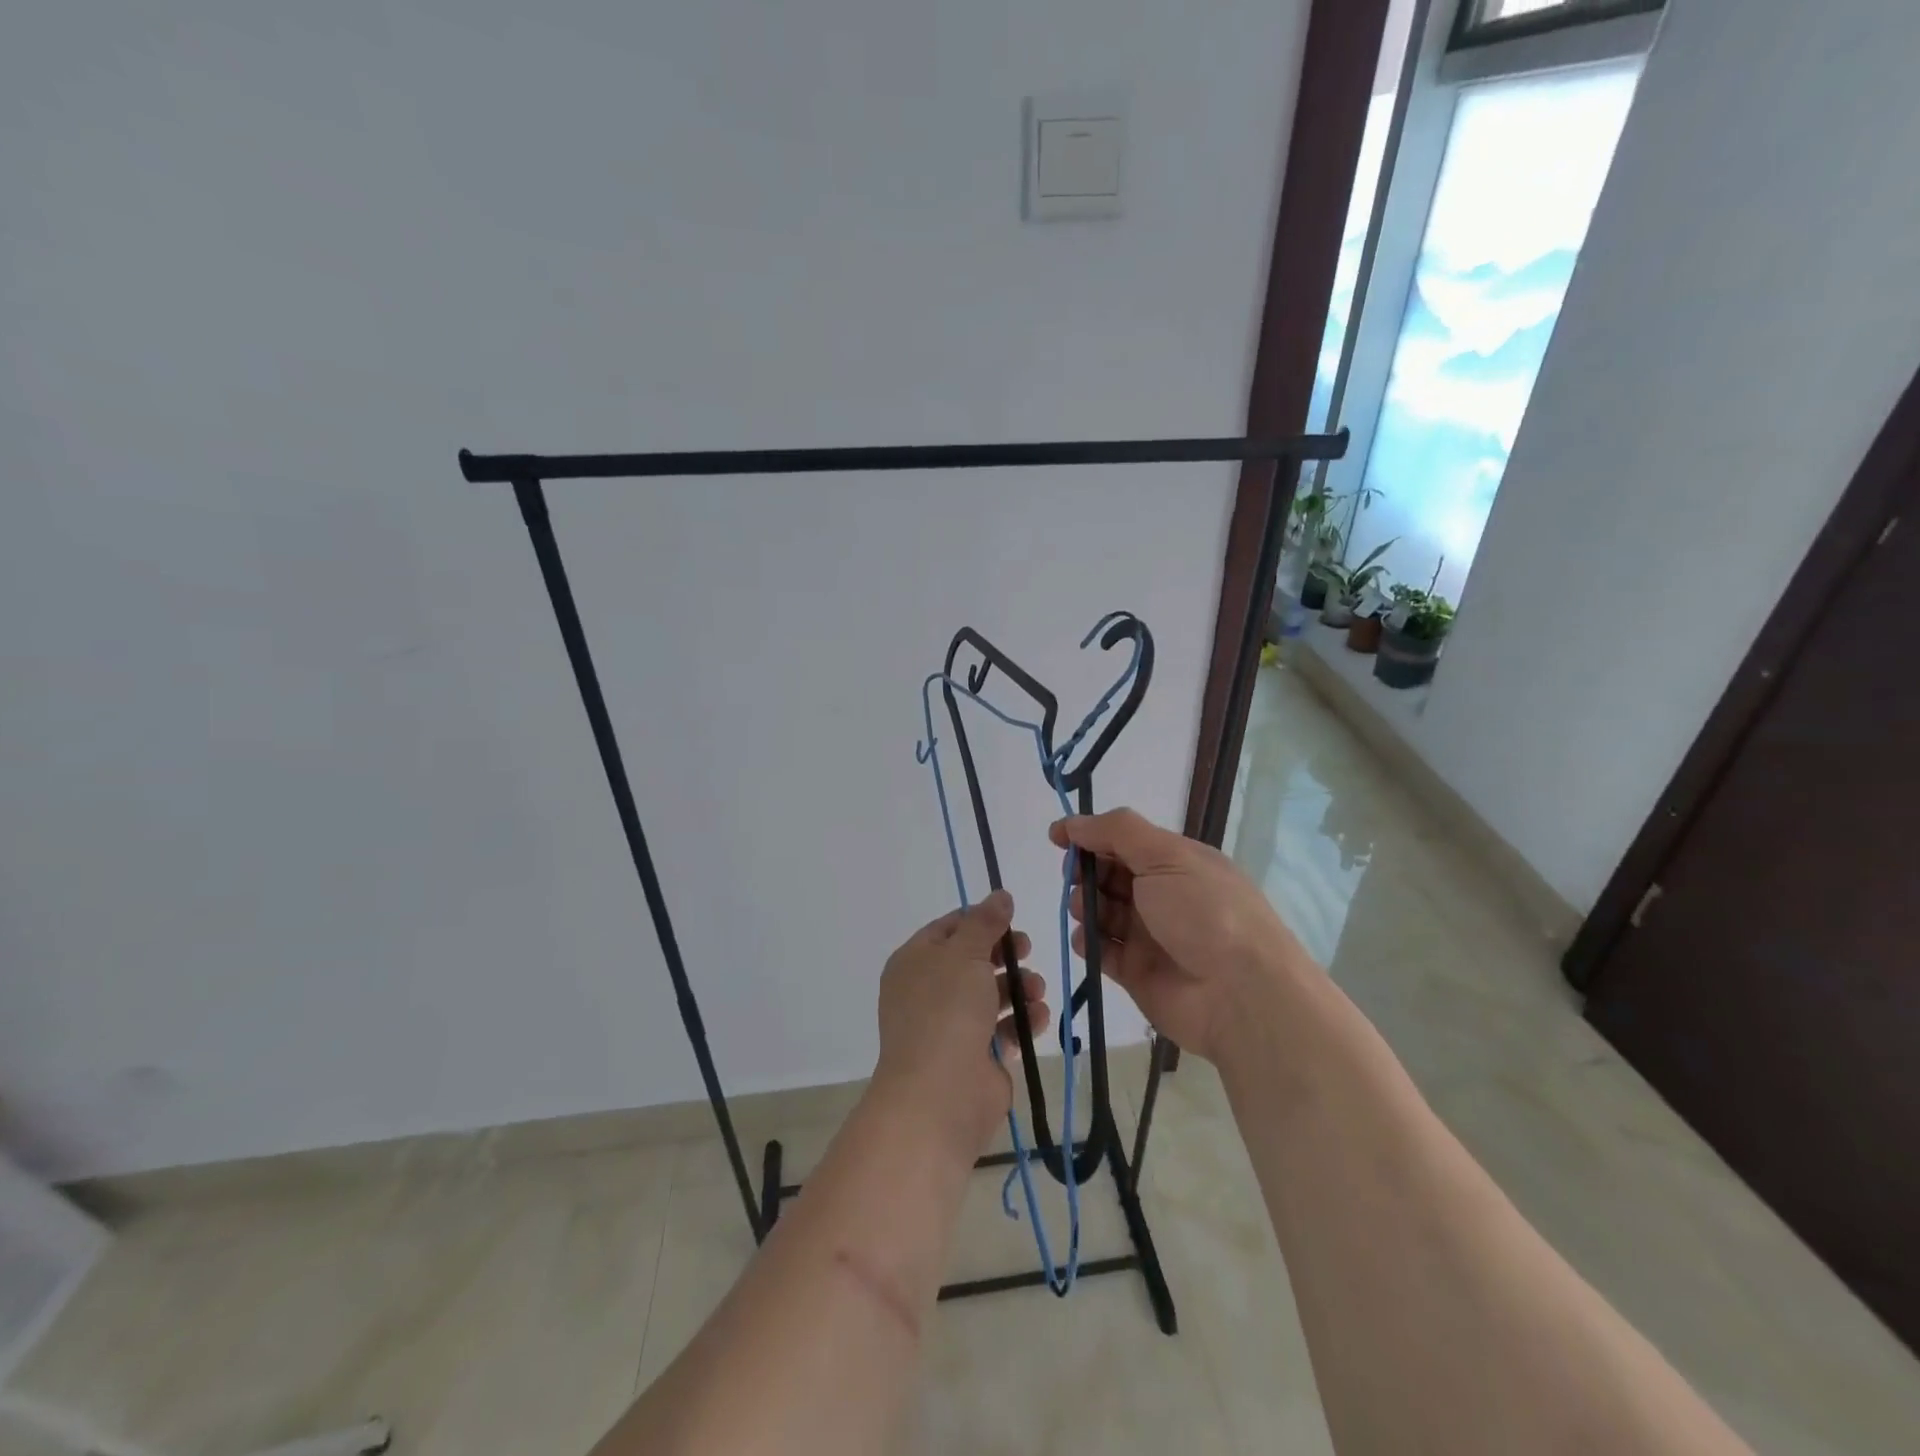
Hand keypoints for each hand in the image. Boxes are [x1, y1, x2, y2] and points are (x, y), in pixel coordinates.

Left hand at [874, 890, 1050, 1155]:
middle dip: (1005, 955)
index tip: (1011, 917)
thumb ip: (985, 922)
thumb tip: (1000, 895)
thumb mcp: (965, 953)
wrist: (940, 1094)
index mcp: (914, 962)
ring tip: (1037, 990)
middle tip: (1028, 949)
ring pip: (989, 995)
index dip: (979, 920)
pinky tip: (1038, 1018)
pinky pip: (1000, 1029)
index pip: (947, 929)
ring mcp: (949, 1026)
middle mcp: (928, 991)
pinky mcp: (973, 1057)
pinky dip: (1020, 1021)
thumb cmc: (947, 1011)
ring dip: (1018, 988)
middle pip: (972, 961)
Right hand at [1051, 808, 1311, 1062]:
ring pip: (1101, 911)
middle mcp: (1162, 895)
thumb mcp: (1166, 856)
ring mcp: (1149, 934)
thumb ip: (1117, 831)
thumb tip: (1073, 822)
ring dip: (1084, 904)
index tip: (1057, 838)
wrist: (1239, 994)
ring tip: (1083, 909)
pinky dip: (1088, 941)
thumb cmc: (1204, 912)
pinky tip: (1088, 940)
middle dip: (1086, 871)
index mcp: (1176, 862)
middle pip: (1109, 875)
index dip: (1090, 836)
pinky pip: (1101, 949)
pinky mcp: (1136, 971)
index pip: (1124, 840)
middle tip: (1075, 877)